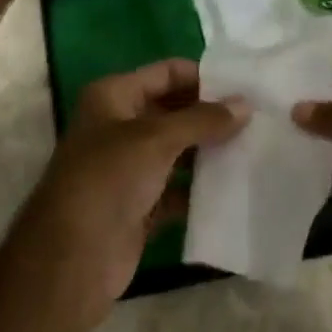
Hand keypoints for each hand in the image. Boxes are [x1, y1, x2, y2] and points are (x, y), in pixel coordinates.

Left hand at [1, 60, 248, 331]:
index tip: (245, 88)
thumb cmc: (108, 180)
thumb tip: (245, 105)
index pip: (166, 73)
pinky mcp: (140, 206)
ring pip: (178, 152)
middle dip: (212, 116)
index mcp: (113, 97)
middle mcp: (120, 126)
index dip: (203, 77)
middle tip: (259, 120)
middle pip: (174, 111)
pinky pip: (178, 190)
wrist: (72, 258)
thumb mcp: (156, 139)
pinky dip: (201, 189)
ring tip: (257, 150)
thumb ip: (202, 119)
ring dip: (211, 153)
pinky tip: (236, 189)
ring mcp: (129, 168)